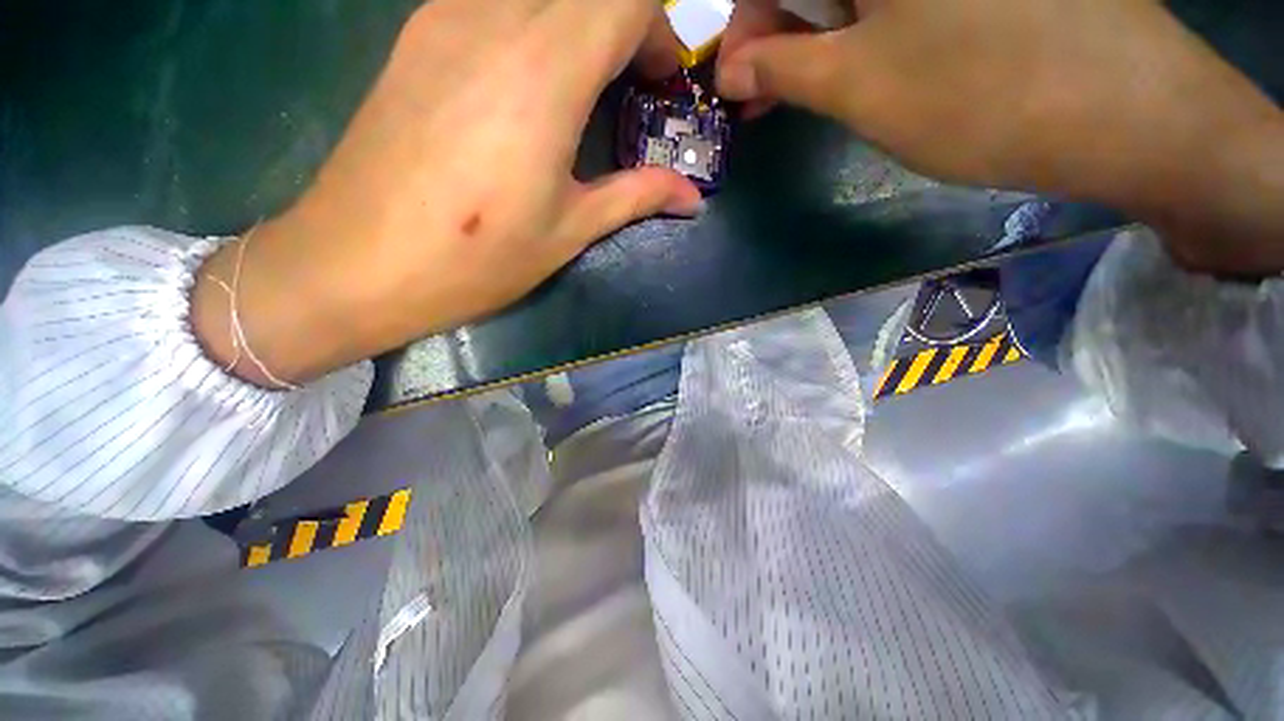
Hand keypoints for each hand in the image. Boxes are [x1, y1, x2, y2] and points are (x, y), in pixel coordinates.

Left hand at [194, 0, 702, 386]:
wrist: (358, 262)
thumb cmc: (477, 257)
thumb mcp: (569, 230)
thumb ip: (636, 197)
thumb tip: (690, 197)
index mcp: (544, 72)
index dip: (657, 32)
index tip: (660, 84)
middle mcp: (493, 19)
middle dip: (623, 27)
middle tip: (630, 88)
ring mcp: (444, 18)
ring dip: (575, 25)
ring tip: (583, 89)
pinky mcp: (415, 36)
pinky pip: (491, 1)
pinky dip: (530, 25)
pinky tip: (526, 84)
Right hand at [716, 0, 1283, 272]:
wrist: (1125, 111)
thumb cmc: (980, 94)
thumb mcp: (859, 86)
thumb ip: (782, 69)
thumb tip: (733, 70)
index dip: (745, 24)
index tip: (735, 79)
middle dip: (777, 33)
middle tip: (761, 92)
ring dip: (815, 36)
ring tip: (802, 89)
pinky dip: (861, 29)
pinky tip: (857, 66)